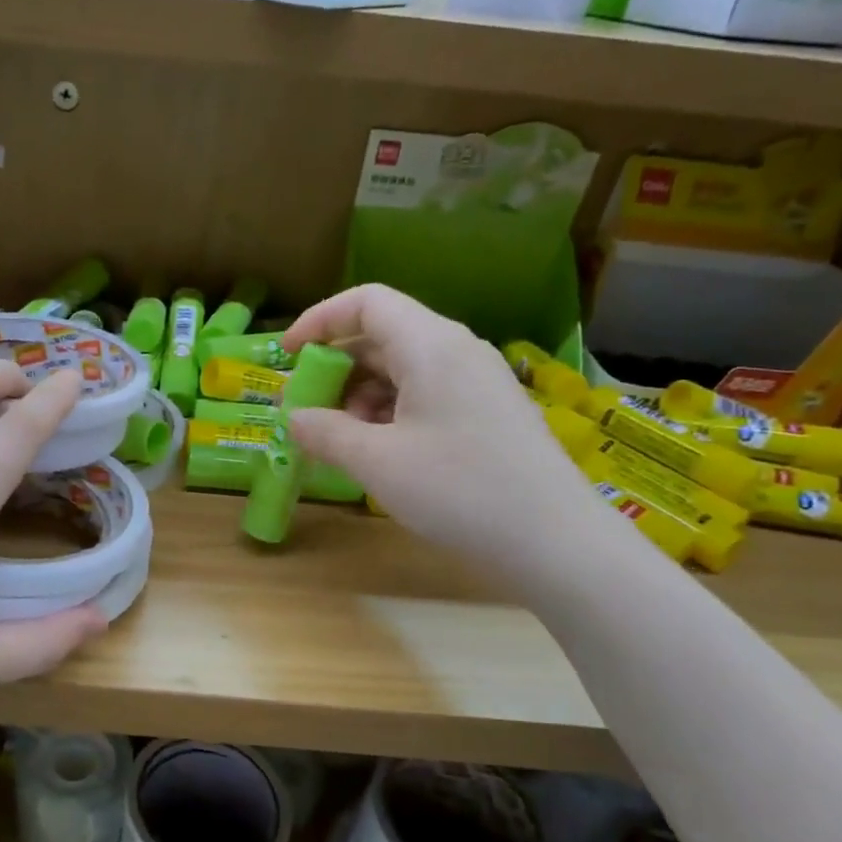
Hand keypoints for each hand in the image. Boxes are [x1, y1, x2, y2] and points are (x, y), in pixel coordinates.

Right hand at [282, 285, 601, 586]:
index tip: (288, 356)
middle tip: (308, 411)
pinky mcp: (488, 412)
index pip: (366, 302)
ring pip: (404, 369)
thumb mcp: (377, 462)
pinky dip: (392, 413)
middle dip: (337, 369)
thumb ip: (326, 432)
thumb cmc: (458, 489)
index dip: (319, 320)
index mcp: (430, 345)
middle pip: (383, 336)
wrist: (553, 539)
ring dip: (362, 396)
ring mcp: (477, 381)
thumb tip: (295, 419)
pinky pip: (427, 394)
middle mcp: (456, 350)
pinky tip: (382, 453)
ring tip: (343, 440)